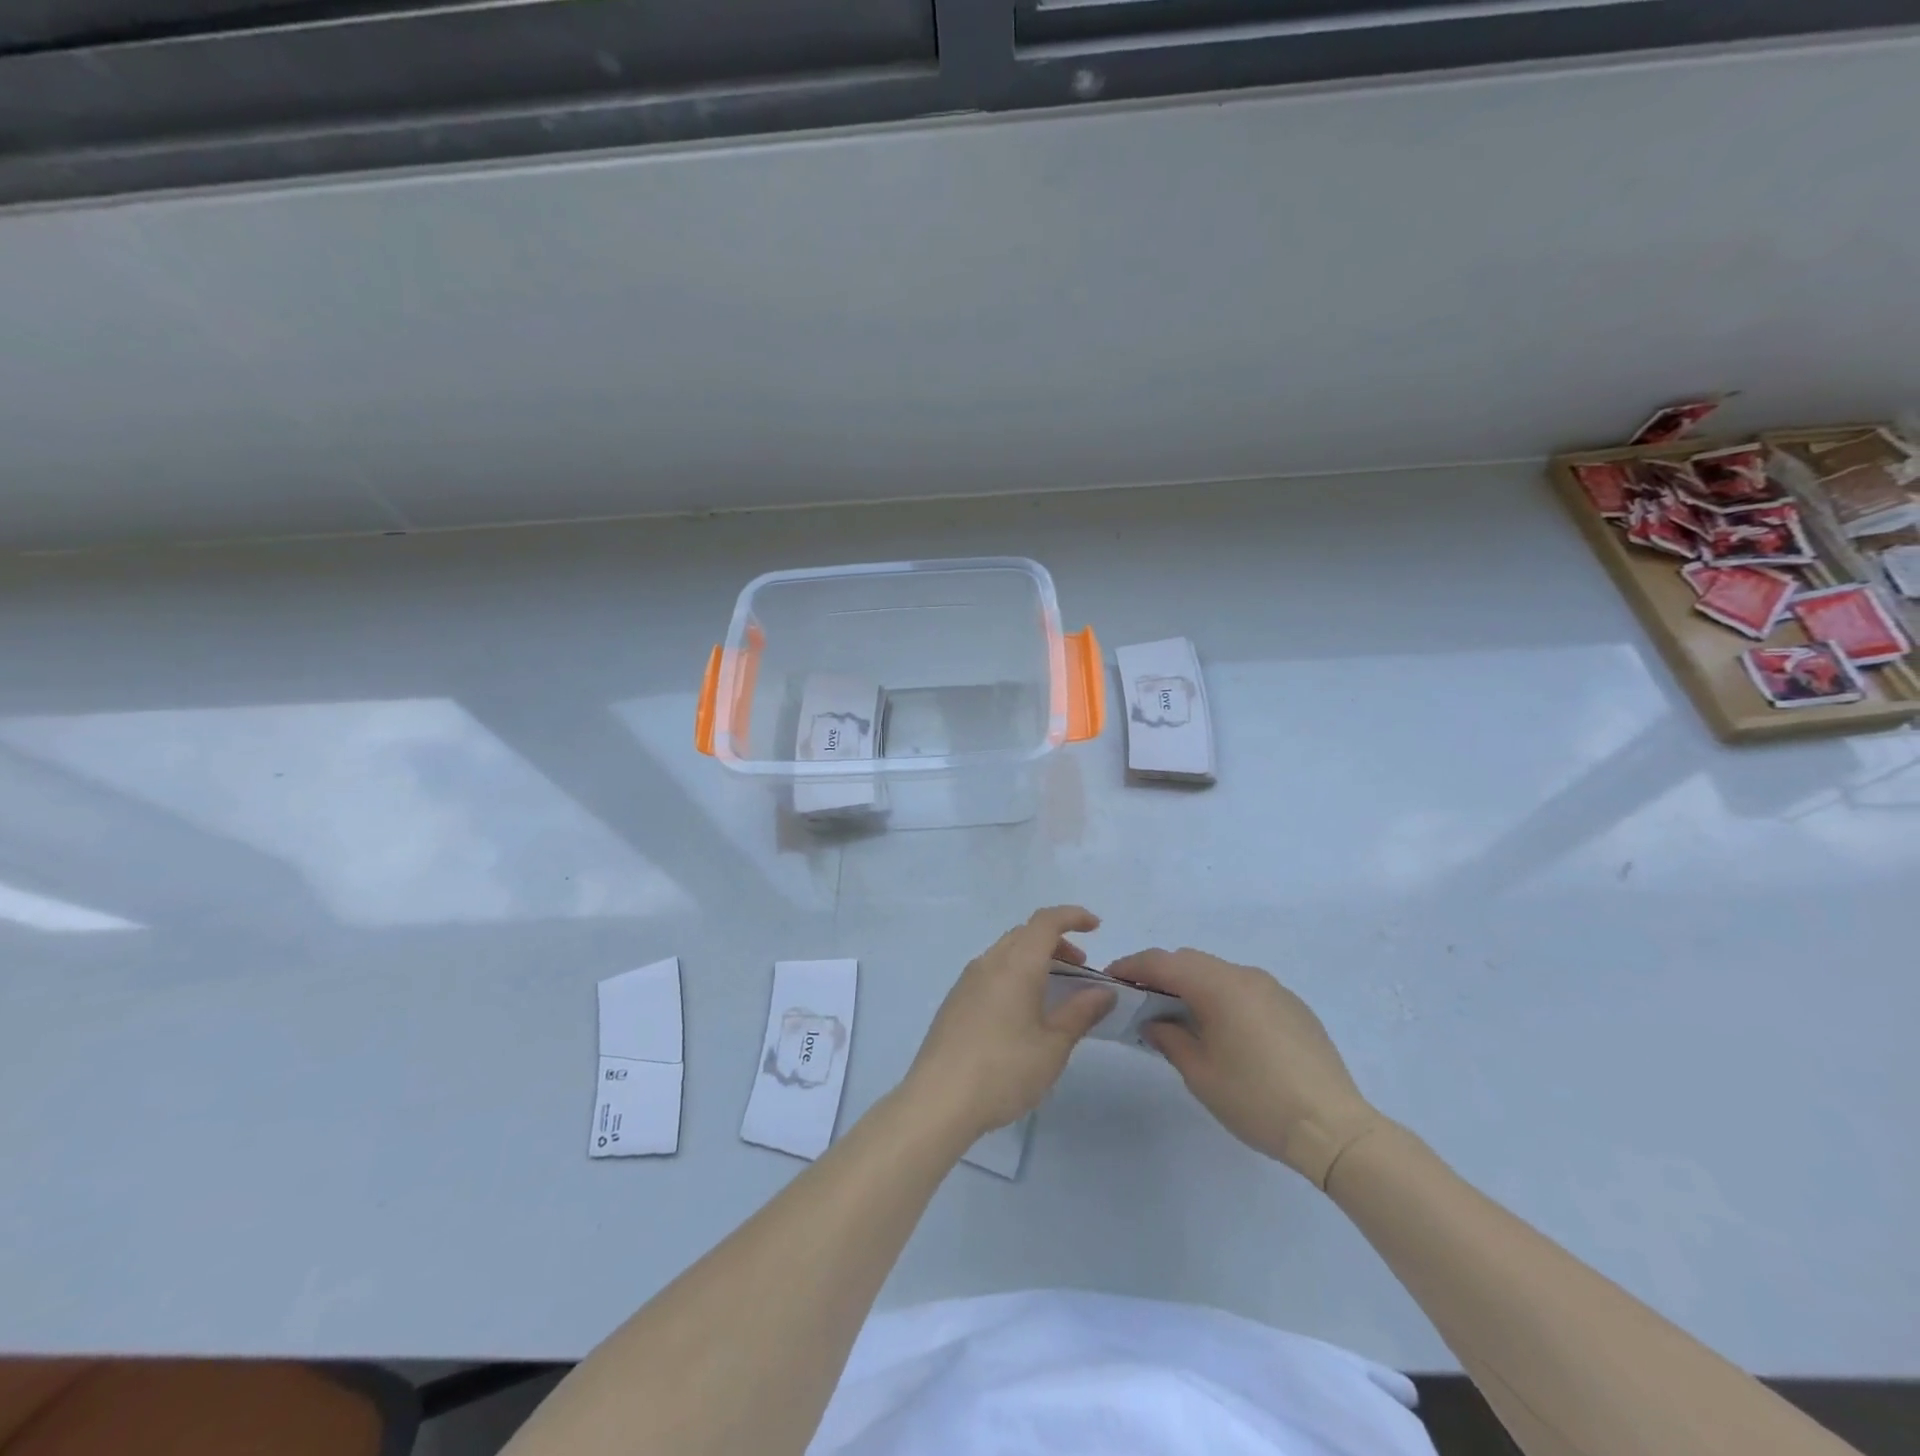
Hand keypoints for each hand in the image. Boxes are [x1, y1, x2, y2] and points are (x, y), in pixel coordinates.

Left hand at [904, 906, 1116, 1142]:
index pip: (1046, 921)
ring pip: (1006, 951)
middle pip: (1025, 934)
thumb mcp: (1053, 1046)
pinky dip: (1014, 974)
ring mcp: (967, 981)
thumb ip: (1080, 1013)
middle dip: (1056, 941)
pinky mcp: (955, 1001)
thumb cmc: (1004, 1070)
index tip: (1095, 926)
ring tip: (1054, 992)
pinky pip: (991, 971)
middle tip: (1080, 968)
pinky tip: (1021, 1011)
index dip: (1072, 916)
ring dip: (1034, 958)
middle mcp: (989, 962)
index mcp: (1016, 965)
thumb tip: (1104, 992)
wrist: (938, 1100)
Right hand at [1108, 947, 1382, 1187]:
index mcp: (1217, 986)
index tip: (1111, 977)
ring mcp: (1273, 989)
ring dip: (1193, 985)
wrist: (1334, 1128)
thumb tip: (1155, 1022)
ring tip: (1179, 1015)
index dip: (1132, 966)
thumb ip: (1169, 1038)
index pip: (1162, 962)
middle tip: (1141, 999)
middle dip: (1161, 973)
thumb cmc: (1256, 1099)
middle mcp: (1245, 976)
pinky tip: (1224, 1030)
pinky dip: (1223, 997)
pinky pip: (1245, 989)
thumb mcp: (1200, 1074)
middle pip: (1190, 961)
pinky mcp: (1294, 1007)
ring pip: (1219, 973)